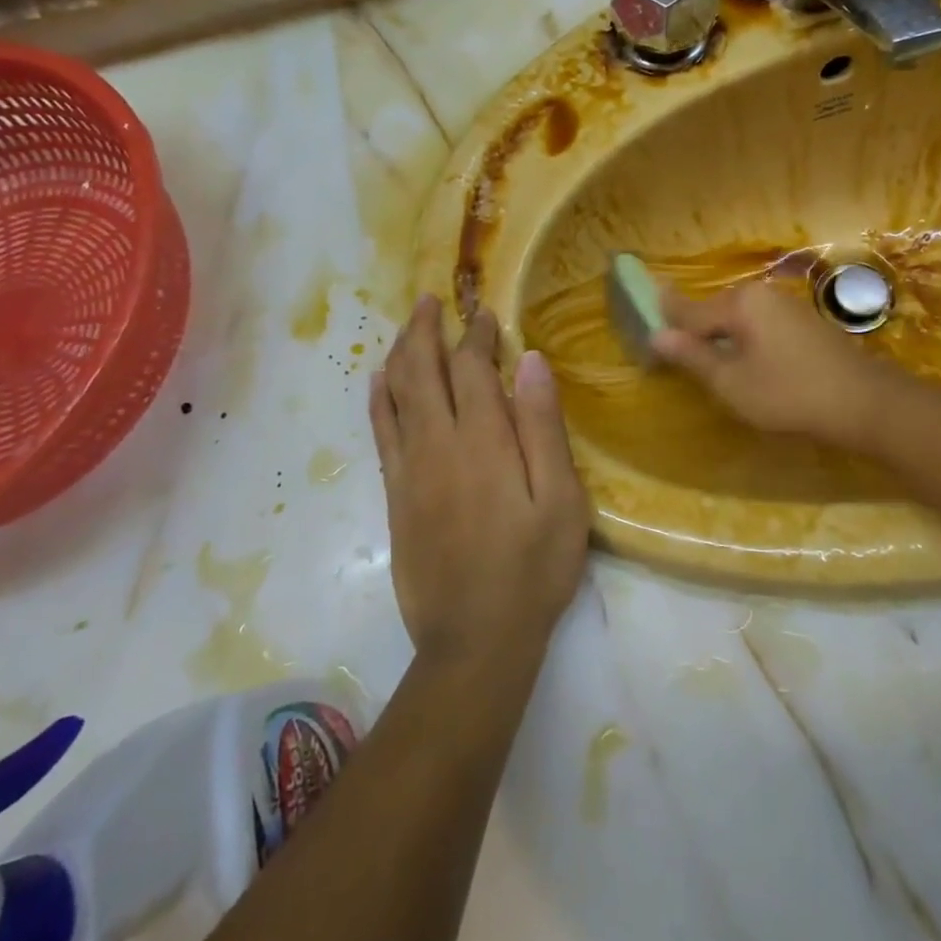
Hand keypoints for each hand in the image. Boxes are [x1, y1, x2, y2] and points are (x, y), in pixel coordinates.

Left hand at [371, 297, 589, 671]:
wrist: (474, 640)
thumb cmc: (533, 569)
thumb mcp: (561, 500)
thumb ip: (544, 427)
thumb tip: (531, 361)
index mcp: (484, 440)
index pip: (473, 368)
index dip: (478, 336)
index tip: (486, 315)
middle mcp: (438, 443)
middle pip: (423, 370)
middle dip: (427, 329)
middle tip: (433, 300)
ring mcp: (410, 469)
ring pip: (396, 393)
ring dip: (400, 353)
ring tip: (407, 326)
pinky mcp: (394, 494)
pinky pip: (380, 431)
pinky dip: (378, 398)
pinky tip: (379, 380)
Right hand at [652, 279, 890, 448]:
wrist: (866, 403)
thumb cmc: (789, 394)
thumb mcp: (731, 382)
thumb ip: (692, 356)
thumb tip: (656, 334)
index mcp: (739, 302)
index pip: (687, 311)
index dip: (665, 326)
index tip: (644, 332)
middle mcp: (761, 293)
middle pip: (713, 311)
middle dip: (693, 331)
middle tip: (676, 357)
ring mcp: (786, 305)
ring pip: (738, 318)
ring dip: (720, 338)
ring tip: (708, 364)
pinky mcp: (804, 322)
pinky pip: (760, 325)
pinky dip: (745, 340)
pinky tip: (747, 363)